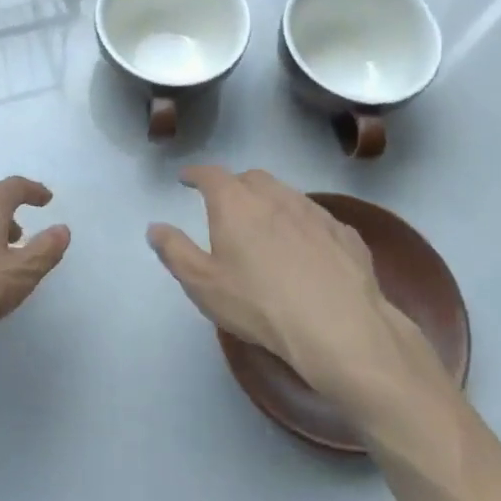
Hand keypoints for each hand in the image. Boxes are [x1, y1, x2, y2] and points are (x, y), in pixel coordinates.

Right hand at [147, 166, 459, 440]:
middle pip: (250, 178)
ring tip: (264, 225)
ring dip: (270, 201)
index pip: (210, 175)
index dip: (195, 174)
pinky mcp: (345, 233)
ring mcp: (315, 212)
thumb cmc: (259, 303)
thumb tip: (155, 227)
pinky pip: (315, 218)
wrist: (340, 327)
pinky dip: (301, 224)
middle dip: (234, 185)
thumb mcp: (203, 284)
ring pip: (286, 194)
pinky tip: (305, 249)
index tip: (186, 178)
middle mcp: (275, 196)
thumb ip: (175, 251)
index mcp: (236, 203)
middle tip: (225, 204)